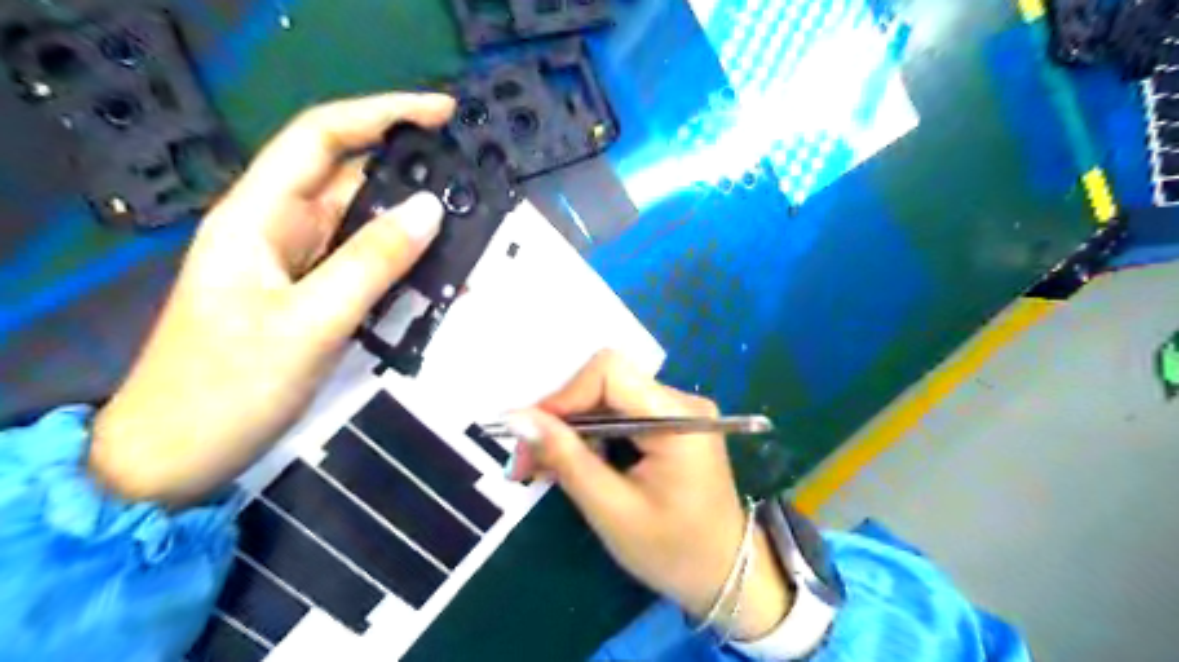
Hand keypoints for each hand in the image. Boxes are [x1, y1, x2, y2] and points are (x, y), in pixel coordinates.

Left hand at [85, 93, 455, 504]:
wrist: (181, 455)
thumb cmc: (229, 386)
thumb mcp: (309, 322)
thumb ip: (372, 263)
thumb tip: (430, 209)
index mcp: (258, 217)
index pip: (322, 138)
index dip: (381, 114)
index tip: (441, 114)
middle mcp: (279, 230)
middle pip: (351, 183)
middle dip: (411, 179)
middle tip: (471, 190)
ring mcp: (298, 267)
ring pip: (364, 229)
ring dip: (413, 230)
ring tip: (468, 238)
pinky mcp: (313, 298)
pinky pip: (366, 268)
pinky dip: (403, 268)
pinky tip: (438, 278)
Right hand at [506, 351, 791, 639]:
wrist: (729, 575)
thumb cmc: (675, 552)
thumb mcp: (613, 511)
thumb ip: (566, 459)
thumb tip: (517, 418)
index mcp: (678, 418)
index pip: (609, 372)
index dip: (564, 396)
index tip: (530, 435)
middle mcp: (680, 402)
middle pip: (605, 384)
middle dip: (560, 418)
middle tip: (525, 461)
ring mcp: (677, 411)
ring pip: (606, 400)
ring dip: (570, 430)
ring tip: (540, 468)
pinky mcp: (669, 425)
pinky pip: (619, 416)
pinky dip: (589, 437)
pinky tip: (570, 464)